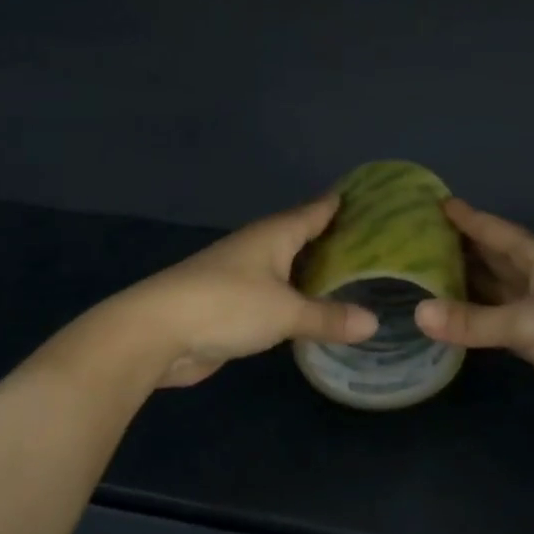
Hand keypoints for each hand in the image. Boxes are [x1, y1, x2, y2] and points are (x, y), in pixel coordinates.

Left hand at [94, 196, 377, 389]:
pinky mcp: (233, 306)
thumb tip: (374, 323)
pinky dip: (297, 300)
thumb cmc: (226, 306)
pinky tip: (316, 310)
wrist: (156, 333)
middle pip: (303, 237)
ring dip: (315, 273)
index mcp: (274, 234)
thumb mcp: (285, 312)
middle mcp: (260, 248)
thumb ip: (328, 317)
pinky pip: (277, 297)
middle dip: (335, 241)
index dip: (341, 204)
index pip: (315, 210)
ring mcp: (243, 276)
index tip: (373, 199)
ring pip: (289, 269)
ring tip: (355, 278)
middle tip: (377, 245)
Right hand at [413, 199, 533, 430]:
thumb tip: (417, 313)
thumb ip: (472, 320)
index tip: (438, 203)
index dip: (468, 218)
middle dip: (462, 249)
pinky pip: (499, 326)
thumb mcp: (526, 321)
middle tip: (419, 240)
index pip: (496, 231)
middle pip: (494, 259)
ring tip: (425, 277)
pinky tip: (452, 320)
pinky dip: (476, 321)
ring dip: (466, 285)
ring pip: (495, 292)